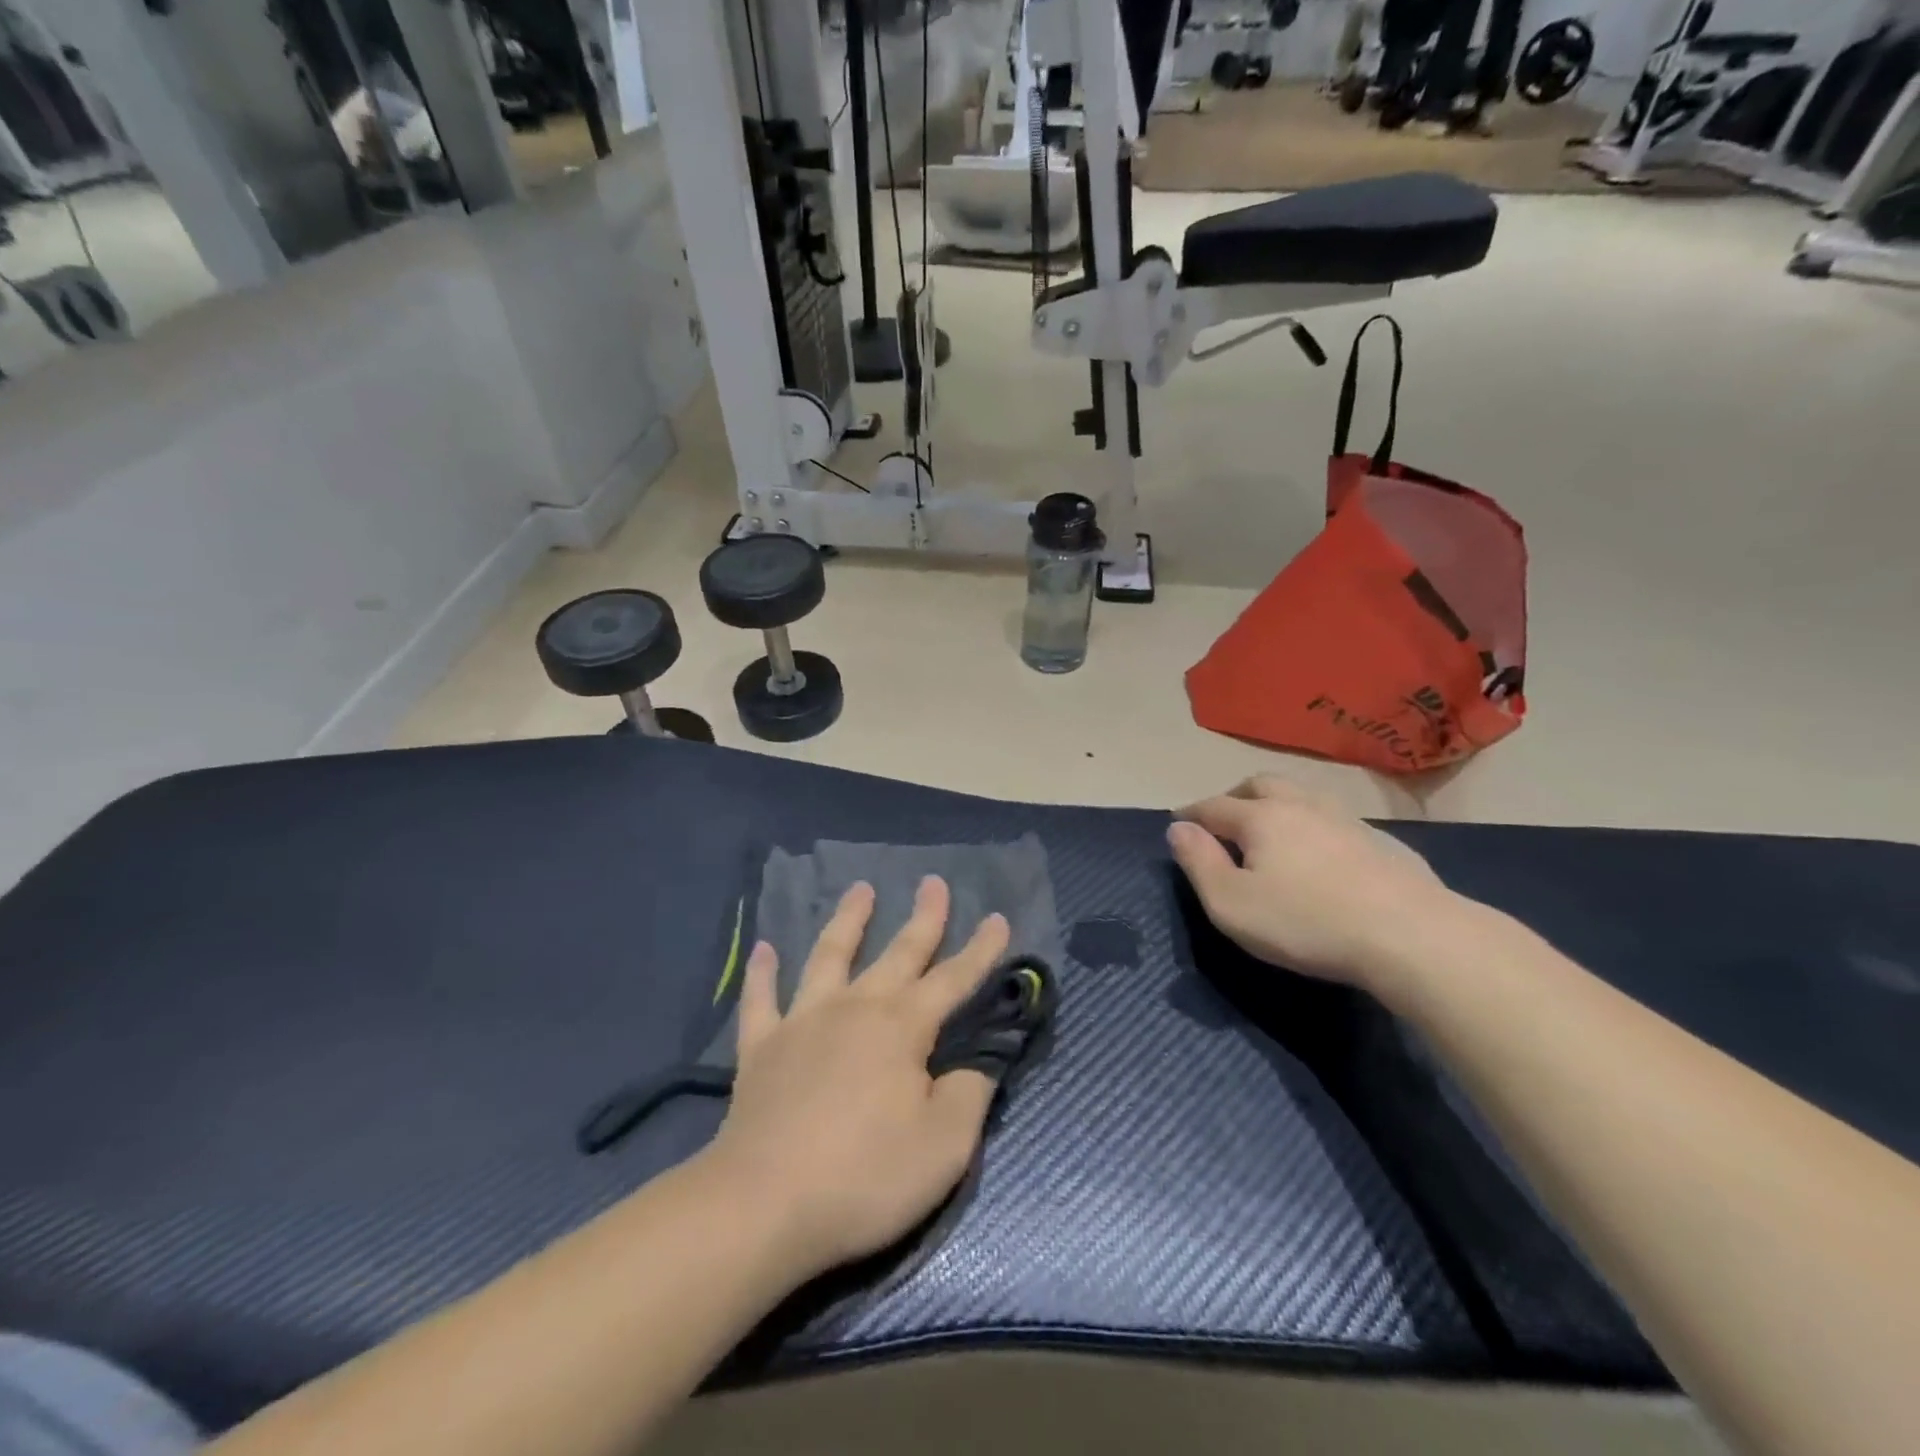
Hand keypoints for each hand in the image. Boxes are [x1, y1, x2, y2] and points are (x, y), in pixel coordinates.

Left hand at [705, 877, 1008, 1281]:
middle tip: (933, 882)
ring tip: (860, 889)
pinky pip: (761, 999)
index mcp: (902, 1027)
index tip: (997, 917)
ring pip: (829, 956)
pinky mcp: (761, 1048)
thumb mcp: (945, 1146)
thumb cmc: (864, 1177)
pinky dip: (762, 972)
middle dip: (923, 918)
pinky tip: (762, 948)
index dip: (980, 951)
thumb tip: (978, 1062)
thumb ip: (970, 1094)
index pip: (953, 979)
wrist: (763, 1206)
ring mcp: (803, 1022)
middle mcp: (855, 1008)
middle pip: (897, 953)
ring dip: (848, 920)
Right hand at [1168, 775, 1458, 994]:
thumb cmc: (1307, 923)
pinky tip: (1321, 852)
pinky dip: (1313, 825)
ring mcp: (1345, 818)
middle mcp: (1300, 805)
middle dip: (1234, 796)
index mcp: (1260, 818)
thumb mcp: (1232, 904)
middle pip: (1259, 785)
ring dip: (1277, 804)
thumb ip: (1198, 863)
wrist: (1412, 936)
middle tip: (1223, 819)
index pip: (1213, 806)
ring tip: (1270, 828)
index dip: (1190, 815)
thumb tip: (1177, 829)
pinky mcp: (1381, 840)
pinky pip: (1334, 818)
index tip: (1177, 823)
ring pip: (1301, 795)